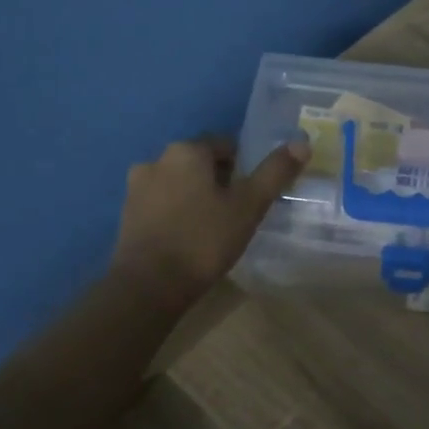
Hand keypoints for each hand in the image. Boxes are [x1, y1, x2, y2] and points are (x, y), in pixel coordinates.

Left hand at [110, 136, 306, 306]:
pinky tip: (189, 238)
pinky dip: (177, 213)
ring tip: (214, 227)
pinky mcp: (127, 214)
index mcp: (186, 150)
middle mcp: (156, 159)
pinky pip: (162, 204)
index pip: (225, 145)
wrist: (149, 286)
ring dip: (196, 196)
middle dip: (220, 181)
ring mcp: (136, 187)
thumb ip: (275, 172)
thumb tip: (302, 142)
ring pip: (179, 183)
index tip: (254, 194)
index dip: (245, 167)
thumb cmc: (203, 240)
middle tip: (238, 212)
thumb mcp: (249, 206)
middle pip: (200, 163)